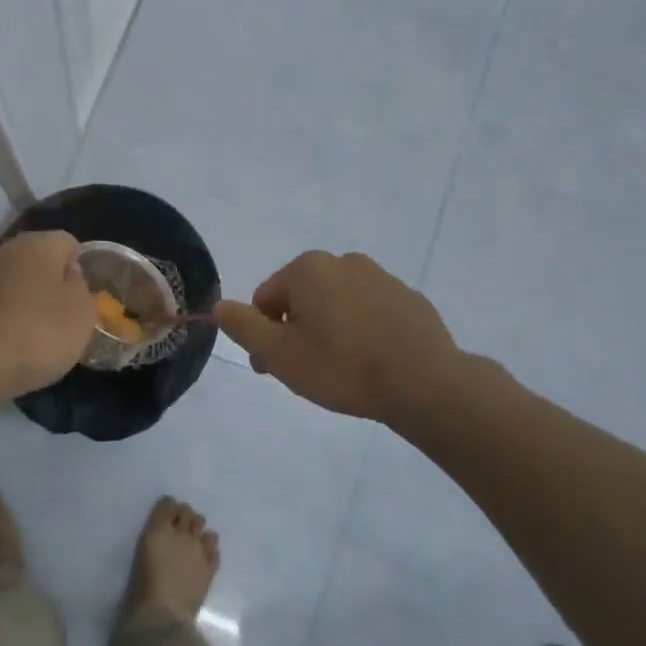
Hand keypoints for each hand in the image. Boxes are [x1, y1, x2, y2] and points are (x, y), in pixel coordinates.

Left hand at [0, 230, 97, 396]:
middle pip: (43, 260)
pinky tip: (21, 341)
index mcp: (40, 242)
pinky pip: (4, 302)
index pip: (69, 244)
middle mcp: (10, 249)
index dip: (82, 269)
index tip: (85, 298)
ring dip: (33, 301)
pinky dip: (13, 316)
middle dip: (56, 284)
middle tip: (68, 316)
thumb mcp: (83, 311)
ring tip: (45, 334)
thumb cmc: (42, 331)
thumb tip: (68, 276)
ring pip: (21, 281)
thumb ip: (81, 286)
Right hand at [214, 251, 475, 426]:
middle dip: (296, 331)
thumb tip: (220, 306)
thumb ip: (243, 326)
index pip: (266, 299)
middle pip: (301, 298)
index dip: (264, 335)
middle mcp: (343, 261)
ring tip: (342, 370)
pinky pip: (370, 313)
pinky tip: (372, 362)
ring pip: (336, 305)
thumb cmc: (342, 366)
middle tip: (306, 372)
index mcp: (308, 268)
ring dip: (329, 330)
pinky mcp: (409, 299)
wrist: (425, 383)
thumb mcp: (278, 353)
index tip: (275, 368)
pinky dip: (362, 331)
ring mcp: (381, 277)